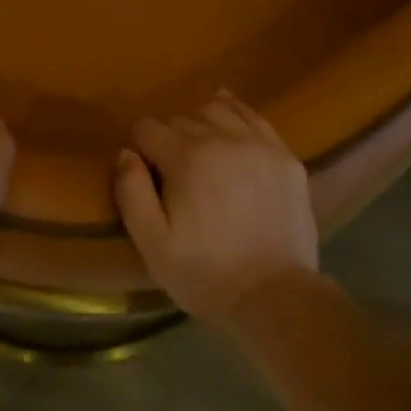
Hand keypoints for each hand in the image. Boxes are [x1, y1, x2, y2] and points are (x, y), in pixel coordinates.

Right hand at [114, 90, 318, 323]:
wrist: (276, 299)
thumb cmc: (206, 274)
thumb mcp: (153, 244)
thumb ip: (131, 192)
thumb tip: (125, 152)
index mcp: (186, 158)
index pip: (147, 128)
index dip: (140, 148)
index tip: (146, 175)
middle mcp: (222, 139)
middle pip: (181, 118)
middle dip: (169, 139)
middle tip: (174, 175)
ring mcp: (259, 145)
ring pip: (217, 110)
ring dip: (201, 124)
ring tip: (202, 153)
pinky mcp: (286, 157)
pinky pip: (255, 118)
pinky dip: (237, 114)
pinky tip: (229, 124)